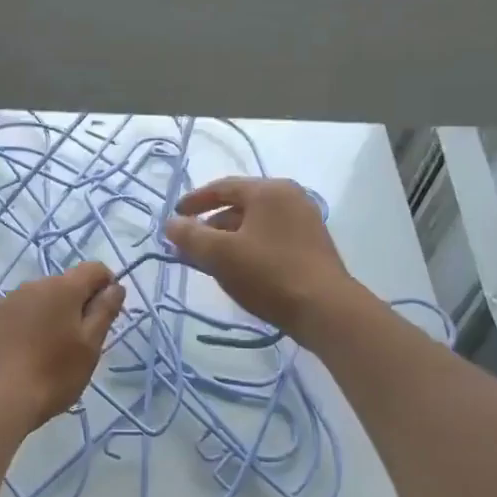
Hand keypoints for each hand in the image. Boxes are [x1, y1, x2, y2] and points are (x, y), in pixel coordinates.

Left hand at [0, 261, 125, 432]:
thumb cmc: (52, 374)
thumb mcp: (90, 346)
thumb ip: (104, 311)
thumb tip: (115, 286)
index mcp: (62, 288)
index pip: (94, 270)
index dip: (107, 286)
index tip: (107, 315)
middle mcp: (31, 286)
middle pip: (64, 285)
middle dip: (76, 305)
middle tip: (78, 342)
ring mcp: (5, 302)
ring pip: (37, 300)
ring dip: (49, 316)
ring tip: (48, 352)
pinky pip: (15, 315)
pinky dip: (25, 327)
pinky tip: (22, 356)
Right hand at [163, 177, 351, 338]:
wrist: (325, 309)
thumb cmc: (268, 274)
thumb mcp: (220, 255)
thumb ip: (190, 236)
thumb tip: (171, 224)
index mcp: (269, 191)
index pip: (222, 187)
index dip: (194, 201)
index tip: (174, 217)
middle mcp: (290, 198)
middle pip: (239, 205)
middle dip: (209, 225)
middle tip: (188, 244)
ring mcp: (304, 221)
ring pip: (254, 224)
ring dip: (227, 239)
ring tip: (208, 261)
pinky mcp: (311, 246)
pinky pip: (269, 238)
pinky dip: (247, 247)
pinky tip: (236, 269)